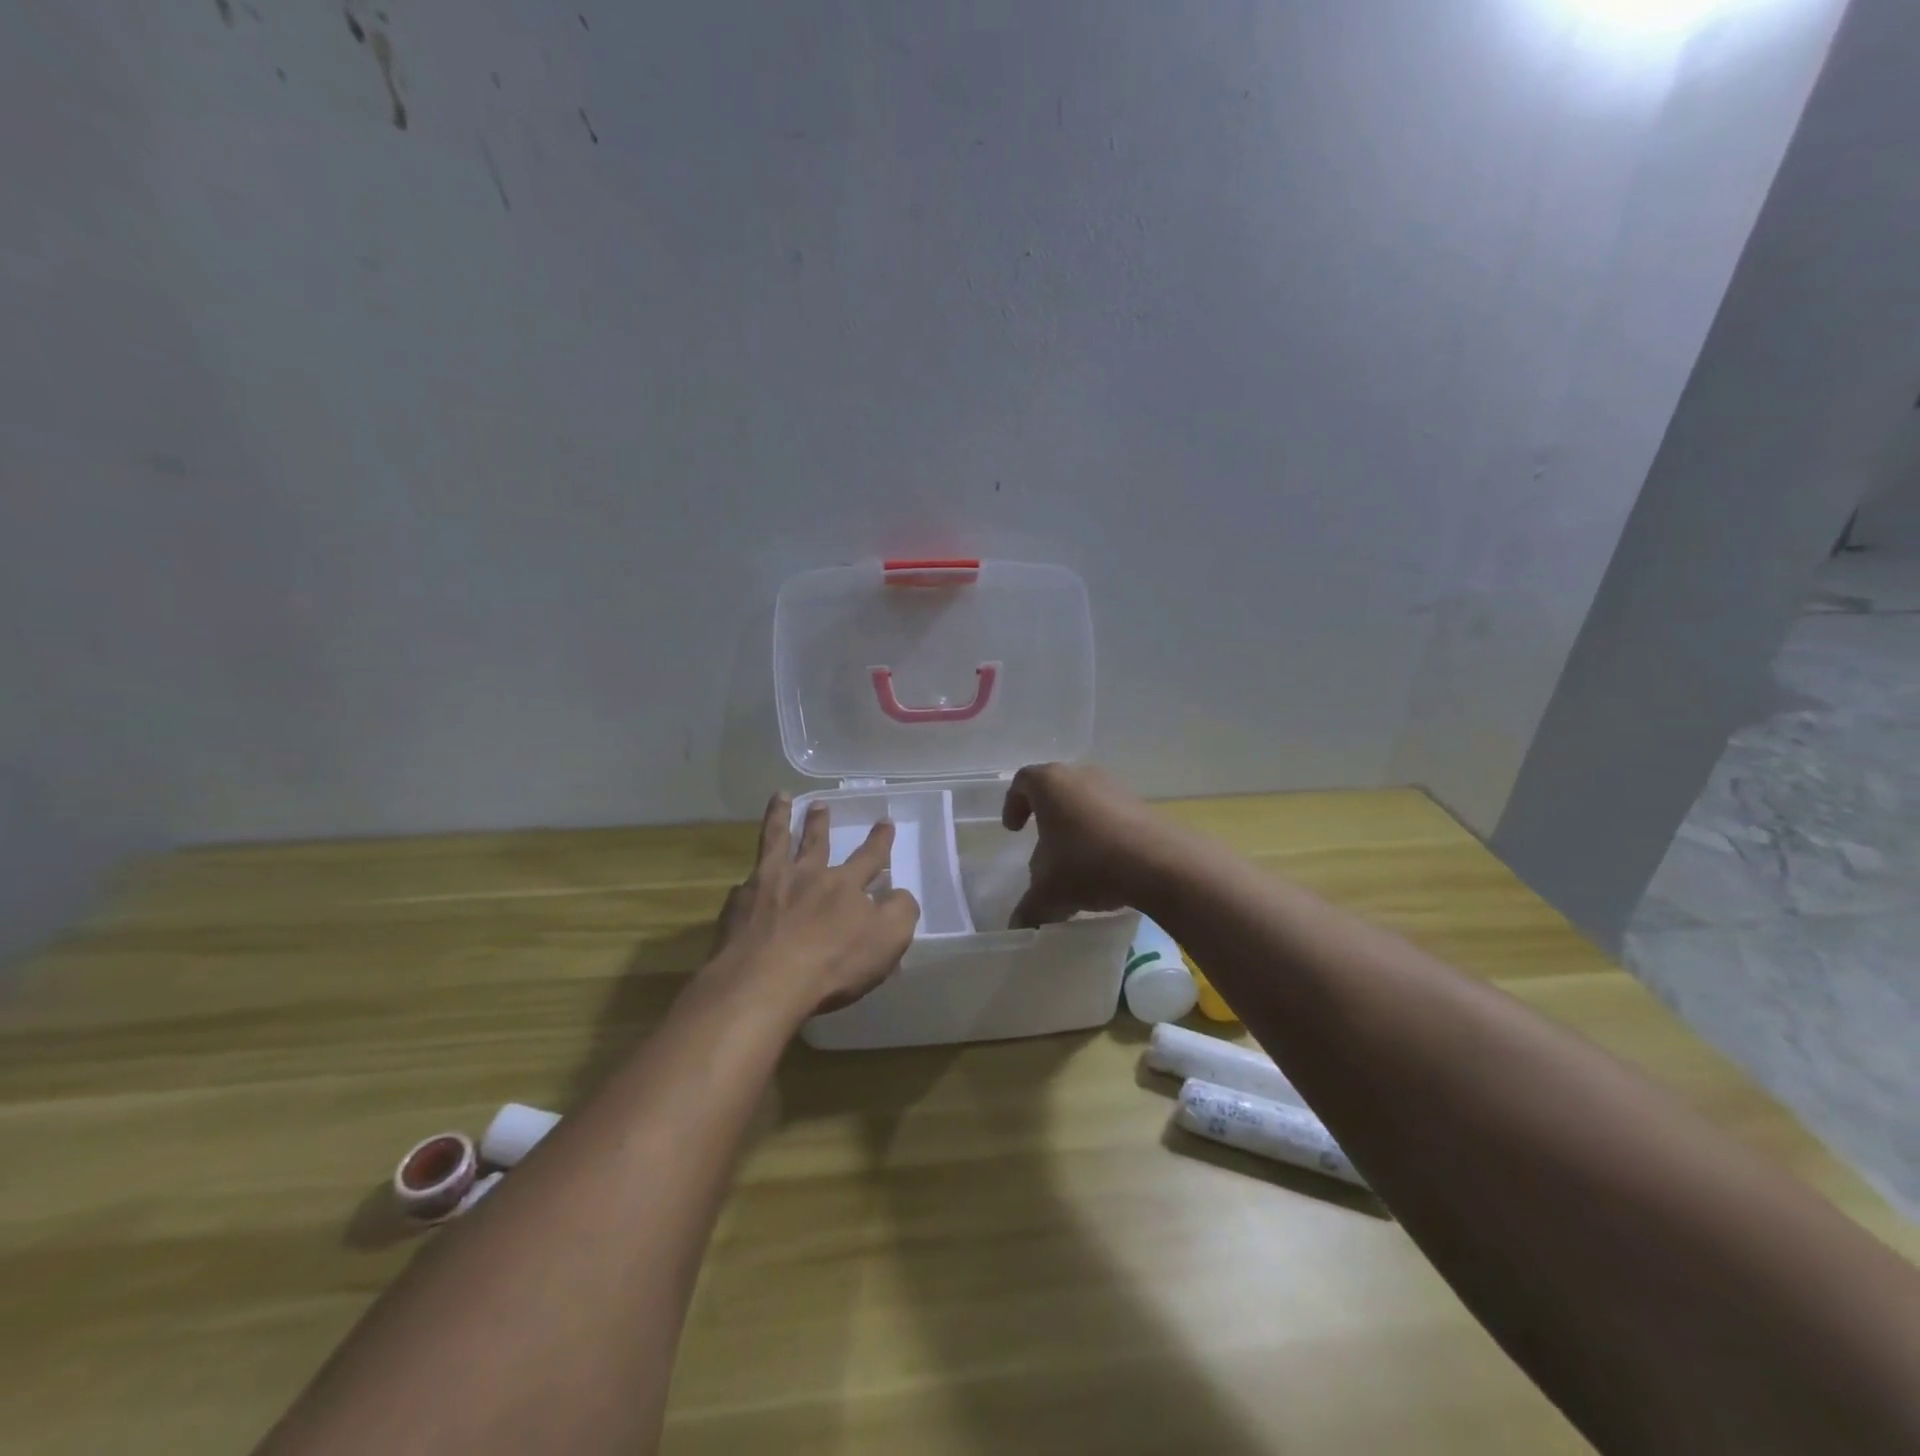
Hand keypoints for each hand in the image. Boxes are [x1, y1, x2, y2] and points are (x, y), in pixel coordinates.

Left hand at [711, 794, 920, 1017]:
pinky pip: (745, 884)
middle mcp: (807, 876)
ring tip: (780, 798)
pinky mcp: (738, 905)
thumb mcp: (887, 941)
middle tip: (821, 803)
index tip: (885, 821)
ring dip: (780, 819)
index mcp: (844, 885)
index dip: (879, 841)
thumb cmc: (832, 964)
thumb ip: (900, 912)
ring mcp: (768, 886)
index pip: (869, 857)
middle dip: (821, 822)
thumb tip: (900, 894)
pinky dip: (748, 879)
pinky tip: (745, 882)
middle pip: (816, 842)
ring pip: (775, 843)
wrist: (763, 983)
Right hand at [1001, 763, 1167, 927]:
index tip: (1013, 830)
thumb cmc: (1088, 863)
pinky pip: (1112, 816)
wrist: (1160, 863)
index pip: (1023, 783)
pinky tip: (1106, 868)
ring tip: (1075, 863)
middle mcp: (1082, 776)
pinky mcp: (1142, 805)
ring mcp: (1115, 788)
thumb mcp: (1049, 892)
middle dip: (1047, 819)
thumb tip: (1018, 926)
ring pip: (1086, 803)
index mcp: (1050, 784)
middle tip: (1043, 847)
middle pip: (1057, 791)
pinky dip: (1103, 836)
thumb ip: (1029, 908)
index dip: (1013, 804)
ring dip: (1077, 828)